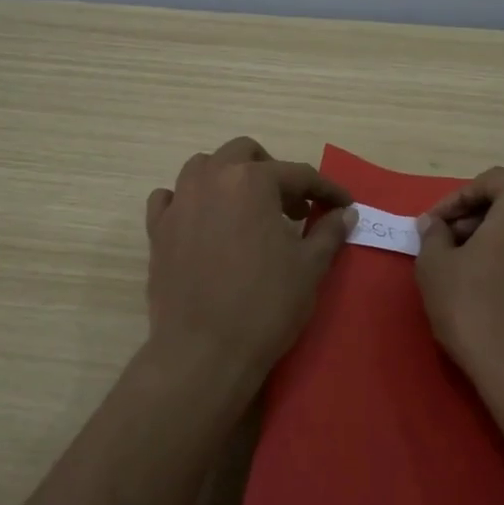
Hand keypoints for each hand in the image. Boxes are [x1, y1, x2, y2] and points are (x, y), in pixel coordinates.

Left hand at [143, 137, 356, 398]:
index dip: (326, 189)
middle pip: (244, 153)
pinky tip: (202, 222)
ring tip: (247, 210)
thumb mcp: (309, 267)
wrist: (204, 351)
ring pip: (203, 167)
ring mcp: (179, 202)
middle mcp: (211, 179)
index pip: (298, 173)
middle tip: (292, 206)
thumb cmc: (265, 305)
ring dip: (229, 178)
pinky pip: (170, 198)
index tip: (343, 204)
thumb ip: (328, 232)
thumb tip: (345, 212)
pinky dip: (188, 200)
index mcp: (252, 181)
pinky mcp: (157, 230)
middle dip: (272, 171)